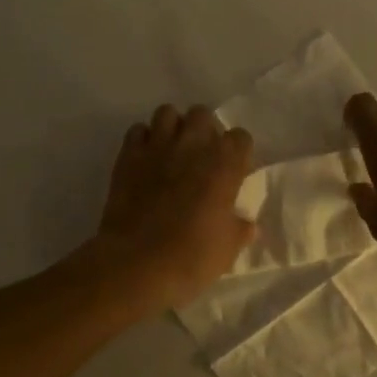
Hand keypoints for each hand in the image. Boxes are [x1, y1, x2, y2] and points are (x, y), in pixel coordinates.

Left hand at [93, 105, 255, 309]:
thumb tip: (247, 225)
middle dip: (203, 130)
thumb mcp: (228, 249)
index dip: (237, 152)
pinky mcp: (129, 154)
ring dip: (172, 128)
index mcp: (225, 164)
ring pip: (167, 113)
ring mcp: (158, 145)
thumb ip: (239, 229)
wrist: (137, 262)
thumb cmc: (191, 257)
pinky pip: (138, 131)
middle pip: (202, 115)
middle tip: (200, 157)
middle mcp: (193, 144)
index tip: (232, 171)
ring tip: (171, 151)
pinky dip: (143, 140)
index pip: (240, 137)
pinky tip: (145, 160)